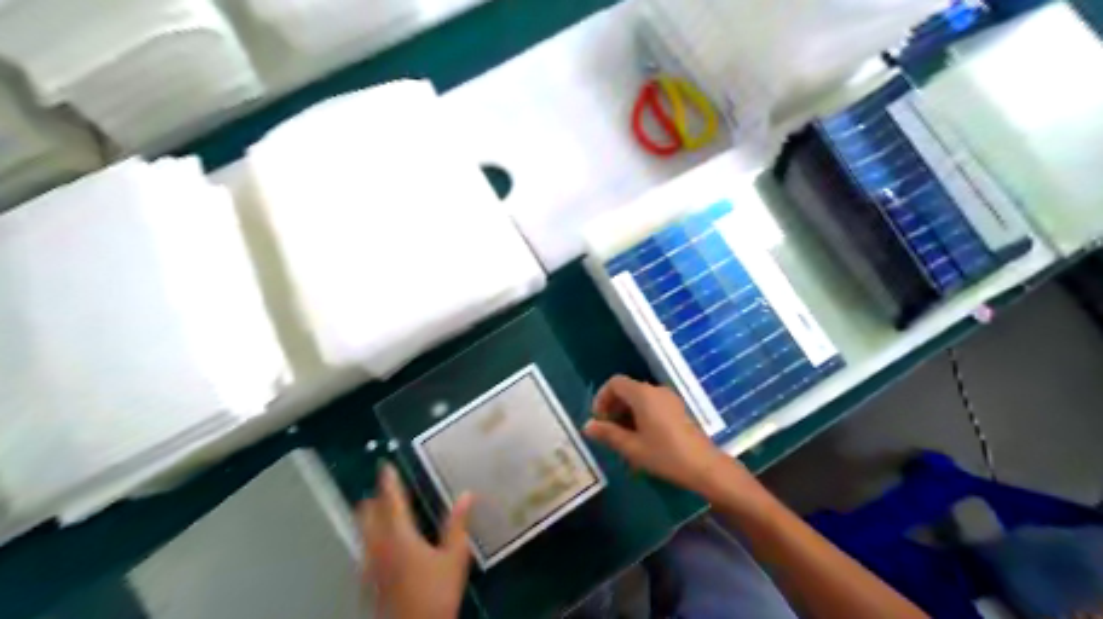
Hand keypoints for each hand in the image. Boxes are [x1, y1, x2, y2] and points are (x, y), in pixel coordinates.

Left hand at [357, 464, 469, 618]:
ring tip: (380, 508)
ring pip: (362, 532)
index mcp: (399, 536)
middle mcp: (378, 546)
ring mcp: (369, 565)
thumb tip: (466, 494)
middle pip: (367, 515)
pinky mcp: (367, 581)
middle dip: (374, 498)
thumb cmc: (436, 593)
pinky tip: (381, 541)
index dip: (388, 481)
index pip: (390, 501)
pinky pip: (363, 548)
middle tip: (385, 487)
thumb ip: (457, 524)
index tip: (386, 465)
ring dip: (369, 516)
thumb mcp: (455, 557)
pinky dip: (370, 535)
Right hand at [586, 375, 758, 499]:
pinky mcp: (678, 409)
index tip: (599, 419)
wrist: (704, 466)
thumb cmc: (665, 455)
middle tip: (608, 431)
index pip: (615, 383)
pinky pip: (652, 404)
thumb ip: (608, 434)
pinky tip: (642, 439)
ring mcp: (669, 399)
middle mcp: (656, 390)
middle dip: (613, 406)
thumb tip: (587, 426)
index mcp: (642, 394)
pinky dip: (641, 415)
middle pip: (627, 389)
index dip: (602, 398)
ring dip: (627, 413)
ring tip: (623, 438)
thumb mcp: (632, 447)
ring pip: (640, 398)